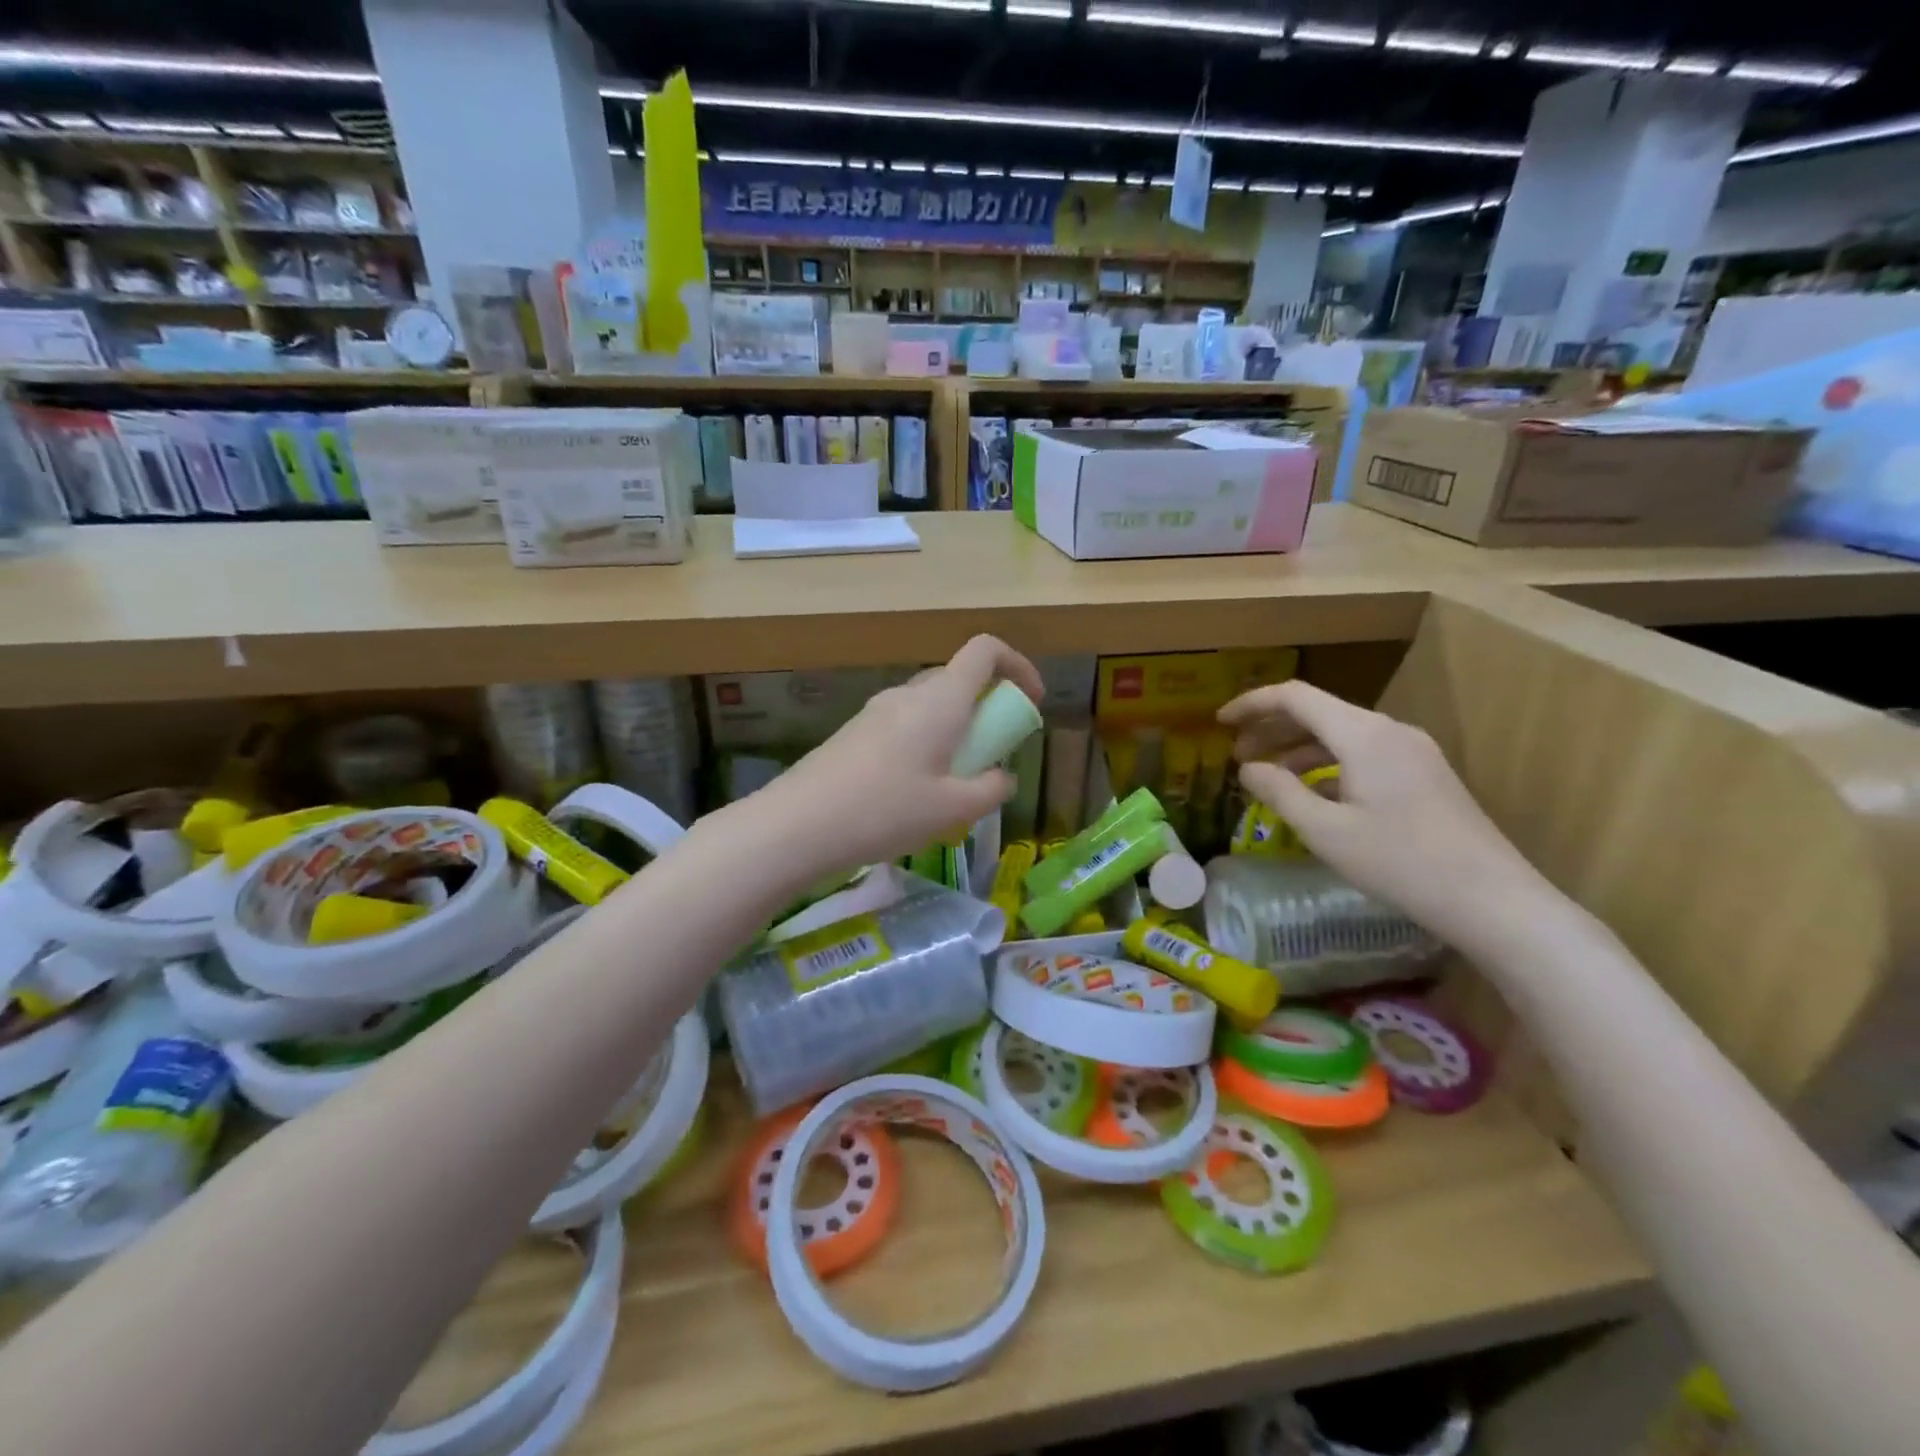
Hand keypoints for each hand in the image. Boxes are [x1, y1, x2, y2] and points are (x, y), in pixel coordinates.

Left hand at [759, 636, 1043, 880]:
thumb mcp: (953, 809)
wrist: (799, 824)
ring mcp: (876, 711)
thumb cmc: (886, 810)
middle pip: (958, 679)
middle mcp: (908, 694)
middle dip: (987, 709)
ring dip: (955, 731)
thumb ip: (991, 789)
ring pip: (931, 706)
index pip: (985, 650)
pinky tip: (914, 793)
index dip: (1017, 665)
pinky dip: (926, 744)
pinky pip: (905, 725)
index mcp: (940, 700)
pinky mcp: (855, 733)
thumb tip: (1002, 777)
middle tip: (993, 755)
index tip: (1030, 701)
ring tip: (954, 784)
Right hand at [1218, 680, 1547, 952]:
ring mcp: (1412, 751)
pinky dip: (1328, 765)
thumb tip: (1247, 768)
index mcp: (1362, 734)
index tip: (1219, 722)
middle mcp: (1388, 731)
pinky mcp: (1424, 774)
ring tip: (1268, 777)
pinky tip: (1314, 795)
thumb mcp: (1325, 831)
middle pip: (1318, 711)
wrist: (1493, 900)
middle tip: (1236, 755)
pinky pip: (1363, 754)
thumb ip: (1279, 792)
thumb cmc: (1400, 863)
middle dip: (1271, 728)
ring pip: (1341, 734)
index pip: (1295, 697)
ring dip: (1299, 749)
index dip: (1252, 704)